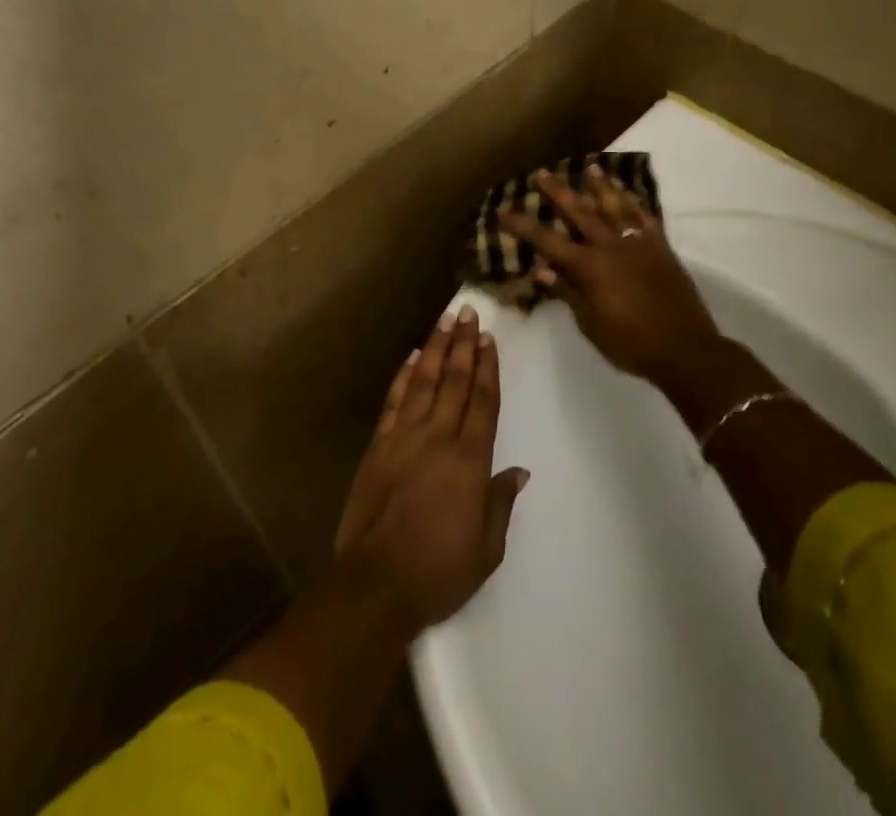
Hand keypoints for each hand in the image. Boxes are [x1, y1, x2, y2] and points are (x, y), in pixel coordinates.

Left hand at [332, 306, 529, 640]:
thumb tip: (518, 472)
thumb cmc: (439, 571)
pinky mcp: (378, 445)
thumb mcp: (486, 549)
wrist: (376, 583)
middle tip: (469, 313)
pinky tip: (412, 359)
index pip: (482, 402)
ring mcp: (404, 437)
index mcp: (469, 460)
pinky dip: (404, 377)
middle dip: (463, 344)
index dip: (487, 368)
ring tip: (444, 321)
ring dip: (435, 349)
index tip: (489, 339)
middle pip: (455, 381)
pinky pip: (394, 402)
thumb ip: (500, 503)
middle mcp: (438, 438)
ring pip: (424, 381)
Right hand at [502, 165, 722, 391]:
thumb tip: (540, 270)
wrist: (686, 349)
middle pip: (579, 212)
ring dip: (600, 187)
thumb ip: (567, 292)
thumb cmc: (631, 343)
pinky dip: (635, 202)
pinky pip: (645, 217)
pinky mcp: (661, 248)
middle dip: (558, 192)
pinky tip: (628, 192)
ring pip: (614, 207)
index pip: (547, 241)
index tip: (503, 209)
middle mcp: (609, 246)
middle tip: (542, 173)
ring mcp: (638, 243)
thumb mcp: (590, 324)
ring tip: (590, 168)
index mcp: (588, 267)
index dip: (523, 225)